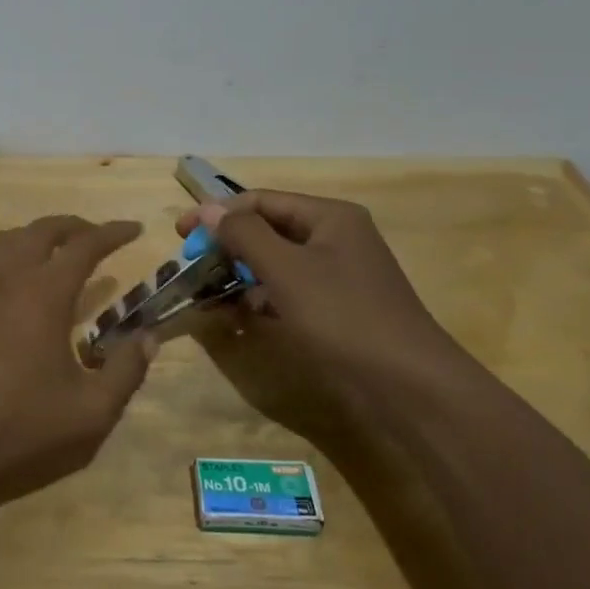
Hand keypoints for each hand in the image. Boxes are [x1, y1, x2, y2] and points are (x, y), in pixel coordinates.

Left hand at [0, 216, 155, 511]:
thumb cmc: (21, 428)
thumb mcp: (91, 412)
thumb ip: (126, 370)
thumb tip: (148, 337)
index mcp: (44, 293)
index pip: (85, 246)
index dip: (113, 233)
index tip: (134, 229)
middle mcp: (6, 276)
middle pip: (42, 231)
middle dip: (73, 227)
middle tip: (95, 237)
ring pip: (6, 240)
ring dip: (35, 237)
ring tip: (52, 254)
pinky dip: (1, 258)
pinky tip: (6, 282)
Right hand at [177, 191, 464, 396]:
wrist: (409, 387)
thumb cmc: (343, 316)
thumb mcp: (286, 270)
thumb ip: (244, 234)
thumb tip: (207, 208)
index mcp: (330, 217)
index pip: (261, 201)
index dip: (218, 213)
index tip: (180, 234)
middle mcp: (335, 238)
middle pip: (268, 230)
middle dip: (228, 246)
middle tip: (192, 265)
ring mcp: (338, 275)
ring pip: (276, 263)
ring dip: (240, 275)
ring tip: (207, 294)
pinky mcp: (336, 309)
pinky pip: (288, 291)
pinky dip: (261, 299)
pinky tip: (238, 317)